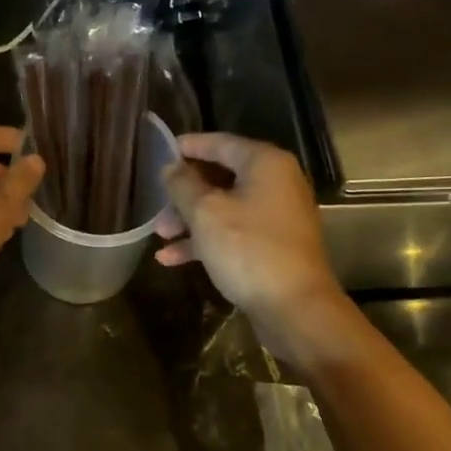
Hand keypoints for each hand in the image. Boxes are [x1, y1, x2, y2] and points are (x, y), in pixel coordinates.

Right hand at [155, 133, 346, 355]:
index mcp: (265, 164)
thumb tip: (171, 168)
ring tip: (159, 235)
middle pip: (221, 177)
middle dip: (185, 191)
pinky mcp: (272, 246)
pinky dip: (205, 241)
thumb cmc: (248, 249)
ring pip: (224, 207)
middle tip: (156, 202)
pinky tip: (171, 259)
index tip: (162, 151)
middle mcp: (276, 183)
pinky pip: (233, 233)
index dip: (189, 146)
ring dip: (190, 219)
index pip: (221, 143)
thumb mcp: (205, 212)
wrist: (294, 308)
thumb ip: (183, 184)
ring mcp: (276, 216)